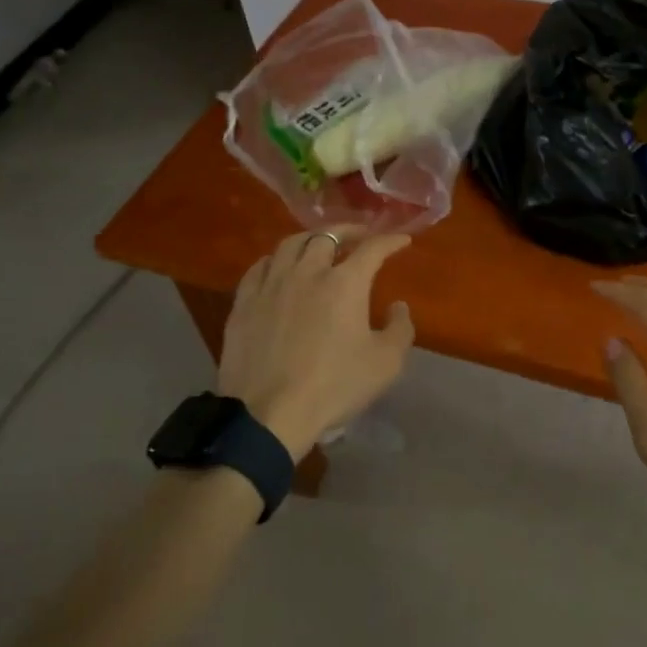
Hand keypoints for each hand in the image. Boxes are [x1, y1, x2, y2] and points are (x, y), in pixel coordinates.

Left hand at [217, 230, 415, 460]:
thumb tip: (397, 306)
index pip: (372, 248)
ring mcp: (271, 285)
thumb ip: (400, 328)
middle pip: (328, 235)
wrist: (268, 415)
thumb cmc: (334, 387)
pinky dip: (276, 260)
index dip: (390, 240)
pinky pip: (260, 267)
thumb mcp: (386, 363)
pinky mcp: (244, 303)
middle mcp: (307, 272)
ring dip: (311, 239)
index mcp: (345, 283)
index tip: (402, 240)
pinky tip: (279, 267)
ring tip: (319, 245)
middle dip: (349, 231)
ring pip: (290, 244)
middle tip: (360, 236)